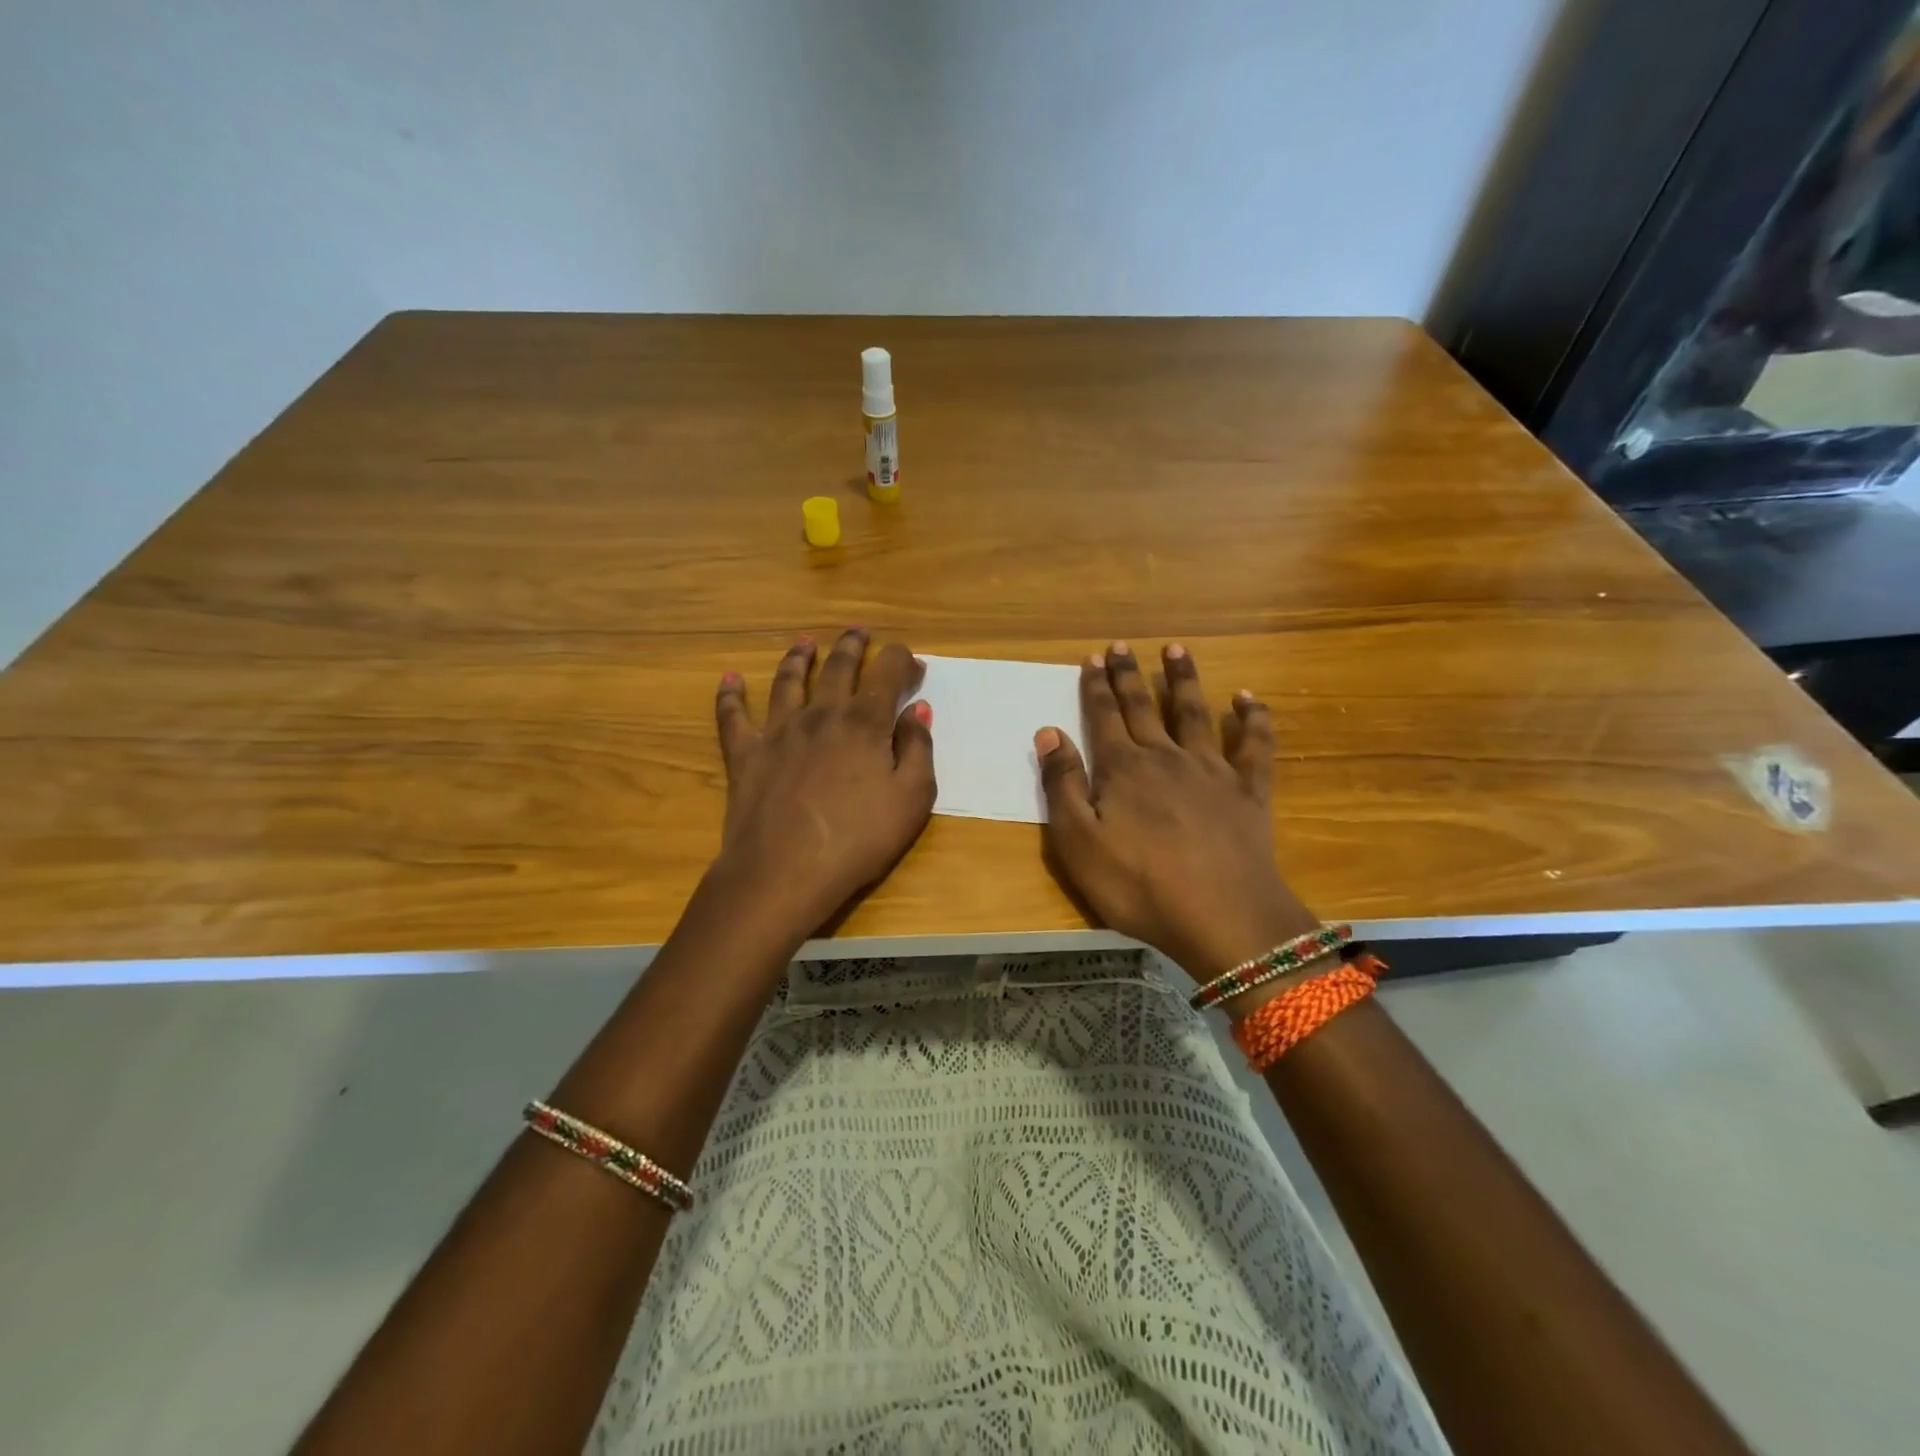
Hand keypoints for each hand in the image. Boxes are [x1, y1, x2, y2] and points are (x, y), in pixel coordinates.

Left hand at [711, 628, 935, 936]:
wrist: (784, 872)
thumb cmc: (858, 840)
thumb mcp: (911, 800)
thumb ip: (918, 750)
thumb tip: (918, 710)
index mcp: (864, 722)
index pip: (888, 673)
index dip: (903, 661)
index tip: (914, 666)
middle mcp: (821, 714)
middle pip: (838, 667)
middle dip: (853, 646)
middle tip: (859, 631)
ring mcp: (778, 731)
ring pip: (788, 681)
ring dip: (798, 657)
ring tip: (805, 642)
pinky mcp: (745, 754)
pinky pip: (733, 716)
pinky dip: (730, 695)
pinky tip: (729, 679)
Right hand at [1036, 642, 1318, 979]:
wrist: (1222, 916)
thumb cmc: (1139, 884)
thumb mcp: (1079, 842)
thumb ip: (1062, 784)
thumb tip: (1048, 731)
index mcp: (1123, 769)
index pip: (1104, 716)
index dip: (1096, 687)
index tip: (1092, 657)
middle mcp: (1166, 757)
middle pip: (1143, 706)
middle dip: (1129, 675)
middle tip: (1121, 645)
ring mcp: (1211, 770)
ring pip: (1194, 713)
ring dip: (1183, 679)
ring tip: (1176, 649)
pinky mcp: (1249, 791)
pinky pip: (1254, 746)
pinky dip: (1252, 719)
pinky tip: (1247, 699)